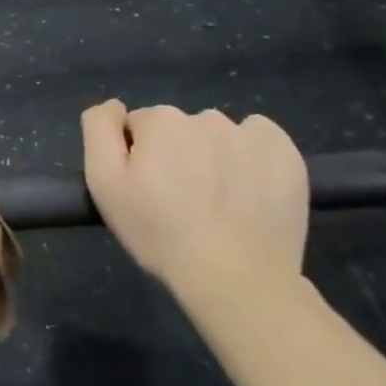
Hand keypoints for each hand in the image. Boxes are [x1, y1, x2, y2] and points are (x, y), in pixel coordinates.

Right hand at [81, 102, 308, 297]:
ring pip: (217, 135)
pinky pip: (259, 138)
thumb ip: (99, 130)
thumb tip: (115, 106)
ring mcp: (249, 134)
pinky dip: (251, 155)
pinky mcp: (285, 153)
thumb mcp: (104, 184)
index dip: (138, 157)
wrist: (237, 279)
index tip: (147, 191)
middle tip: (180, 201)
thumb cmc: (160, 232)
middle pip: (178, 129)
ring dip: (212, 156)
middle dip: (175, 154)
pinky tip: (249, 188)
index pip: (138, 127)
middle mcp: (205, 117)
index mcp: (160, 120)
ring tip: (217, 202)